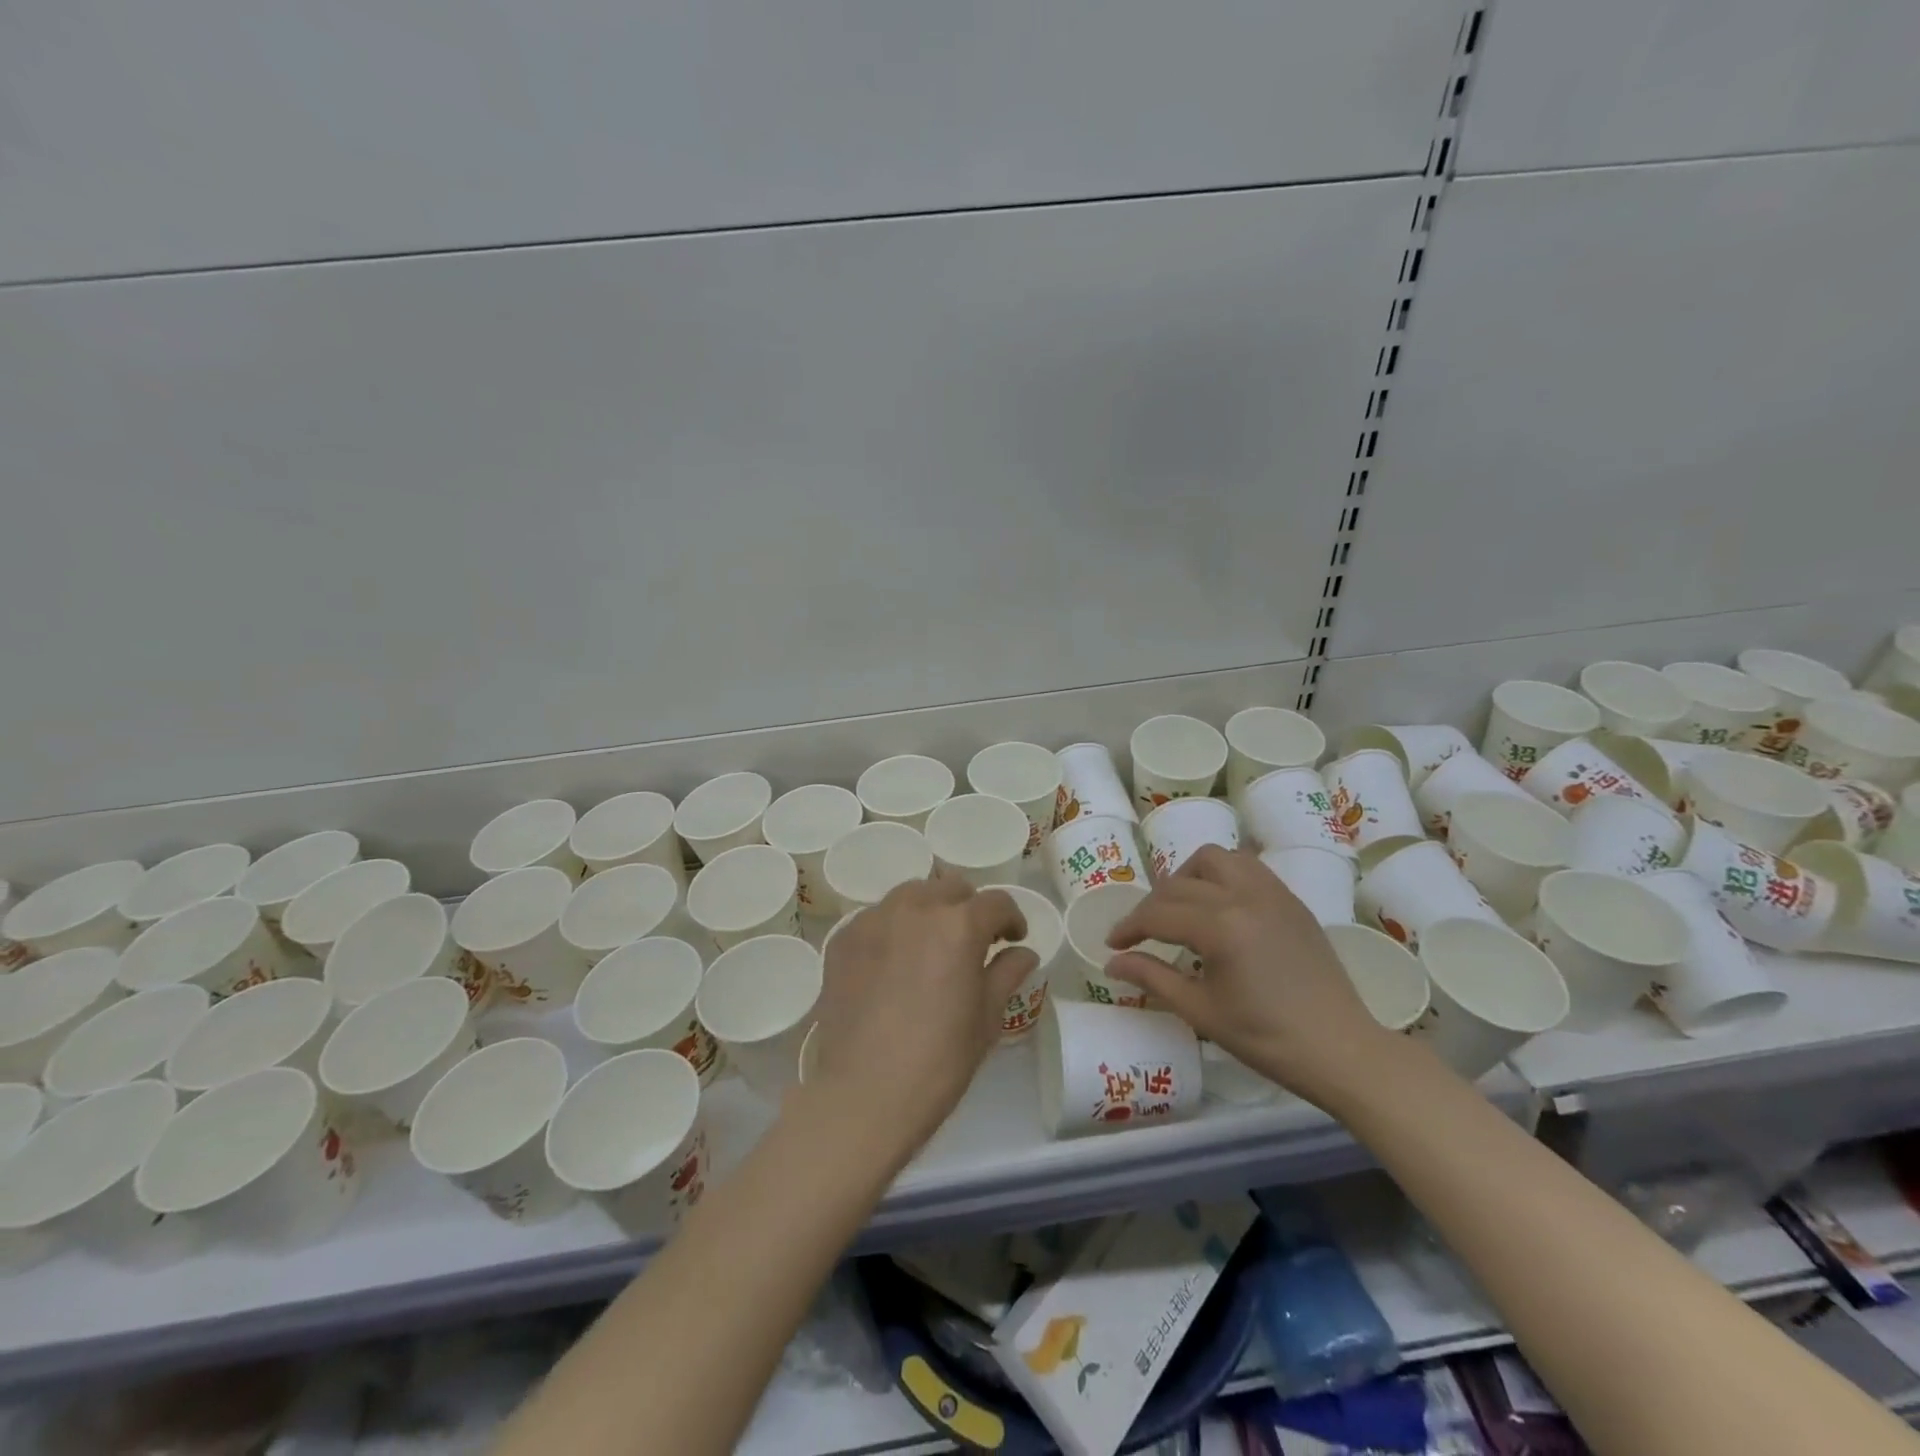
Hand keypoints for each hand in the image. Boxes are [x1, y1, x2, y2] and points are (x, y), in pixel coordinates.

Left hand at [807, 876, 1037, 1154]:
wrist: (865, 1093)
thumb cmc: (939, 1060)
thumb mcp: (986, 1018)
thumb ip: (1006, 973)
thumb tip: (1023, 952)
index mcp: (959, 925)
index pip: (996, 903)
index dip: (1012, 919)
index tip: (1012, 940)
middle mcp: (915, 908)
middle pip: (951, 888)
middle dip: (969, 909)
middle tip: (972, 943)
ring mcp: (873, 920)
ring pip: (911, 895)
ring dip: (929, 911)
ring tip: (930, 946)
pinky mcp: (843, 939)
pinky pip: (876, 918)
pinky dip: (893, 929)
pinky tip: (893, 963)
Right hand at [1106, 846, 1398, 1106]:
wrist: (1341, 1051)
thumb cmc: (1266, 1039)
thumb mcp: (1201, 1011)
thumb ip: (1153, 977)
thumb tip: (1112, 962)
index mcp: (1221, 927)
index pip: (1159, 914)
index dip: (1129, 928)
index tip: (1113, 944)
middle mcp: (1245, 896)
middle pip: (1180, 884)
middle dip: (1151, 906)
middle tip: (1141, 934)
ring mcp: (1272, 893)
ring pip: (1216, 859)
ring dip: (1188, 876)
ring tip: (1180, 907)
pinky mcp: (1291, 900)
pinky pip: (1248, 867)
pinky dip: (1222, 876)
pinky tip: (1218, 906)